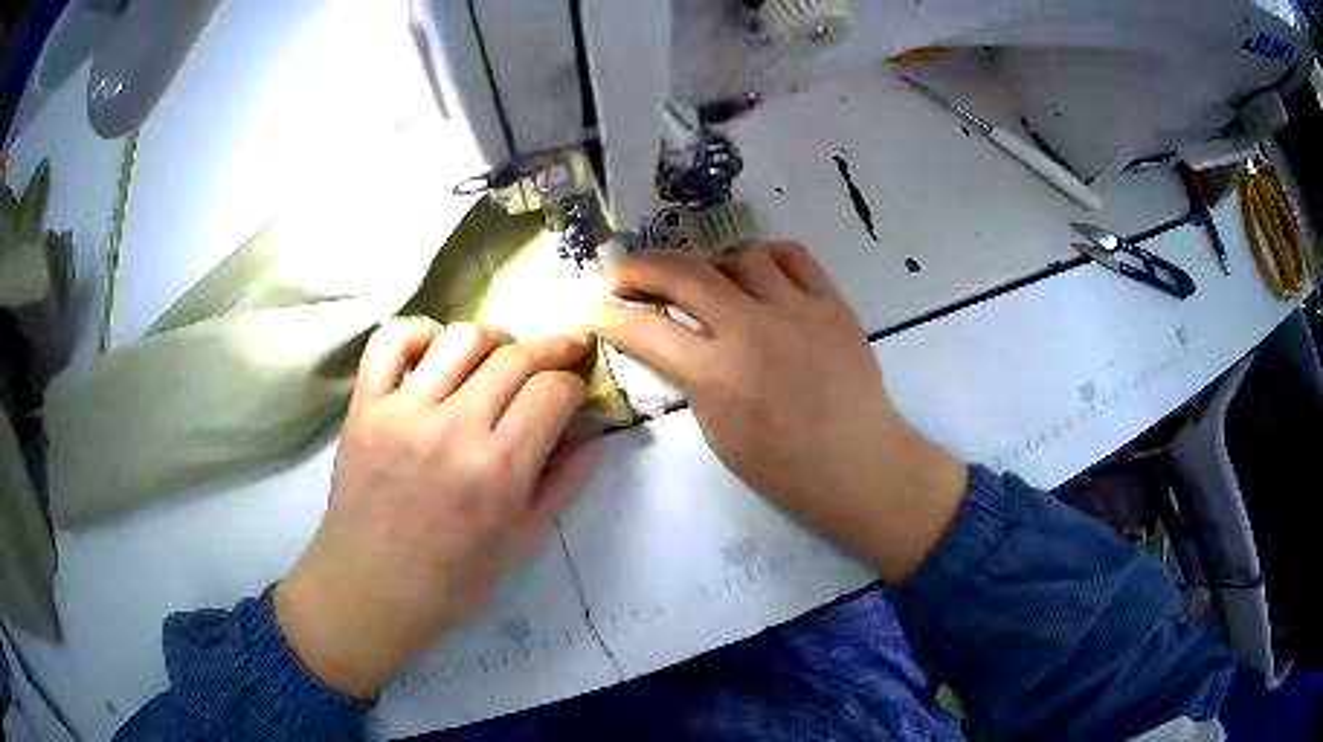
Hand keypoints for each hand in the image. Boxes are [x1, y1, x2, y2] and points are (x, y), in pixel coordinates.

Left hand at [275, 318, 600, 698]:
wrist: (372, 588)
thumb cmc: (453, 577)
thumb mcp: (522, 540)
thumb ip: (565, 484)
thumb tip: (595, 434)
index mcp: (498, 471)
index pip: (552, 392)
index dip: (574, 383)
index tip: (575, 389)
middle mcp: (452, 430)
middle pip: (515, 357)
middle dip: (552, 347)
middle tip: (563, 350)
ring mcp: (402, 412)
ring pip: (460, 338)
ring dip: (493, 339)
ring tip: (499, 356)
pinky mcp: (364, 407)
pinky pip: (390, 341)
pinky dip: (418, 331)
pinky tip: (435, 349)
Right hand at [590, 243, 966, 582]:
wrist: (858, 463)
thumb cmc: (784, 467)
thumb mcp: (719, 432)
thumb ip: (692, 379)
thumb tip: (673, 342)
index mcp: (719, 376)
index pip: (647, 331)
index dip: (611, 317)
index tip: (598, 310)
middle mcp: (753, 330)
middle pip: (685, 273)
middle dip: (642, 267)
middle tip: (627, 274)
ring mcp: (797, 310)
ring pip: (739, 256)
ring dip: (708, 263)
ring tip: (701, 279)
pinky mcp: (832, 303)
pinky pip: (793, 256)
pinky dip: (765, 256)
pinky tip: (756, 270)